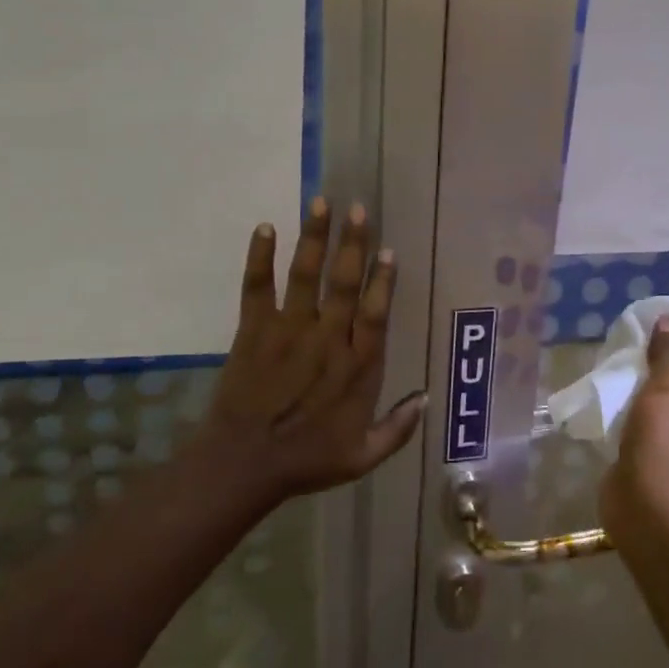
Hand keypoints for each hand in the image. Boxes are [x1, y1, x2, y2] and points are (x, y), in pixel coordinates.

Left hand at [191, 198, 424, 507]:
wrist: (243, 465)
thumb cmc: (306, 460)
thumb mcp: (362, 457)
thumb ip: (397, 428)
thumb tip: (425, 399)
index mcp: (357, 367)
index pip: (376, 313)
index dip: (383, 281)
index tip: (388, 250)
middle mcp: (327, 340)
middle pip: (344, 284)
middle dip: (353, 244)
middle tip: (359, 209)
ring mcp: (288, 331)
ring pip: (306, 276)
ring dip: (315, 237)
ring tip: (321, 202)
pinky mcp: (254, 330)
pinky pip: (257, 287)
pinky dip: (260, 257)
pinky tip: (265, 227)